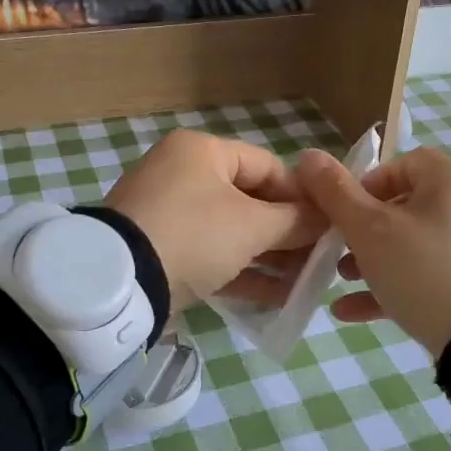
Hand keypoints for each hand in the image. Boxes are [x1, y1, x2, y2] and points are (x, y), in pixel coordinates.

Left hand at [105, 130, 324, 307]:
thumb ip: (295, 221)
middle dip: (287, 234)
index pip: (268, 167)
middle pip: (251, 202)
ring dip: (269, 258)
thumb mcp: (253, 226)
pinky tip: (276, 298)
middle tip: (318, 261)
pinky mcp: (161, 251)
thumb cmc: (195, 234)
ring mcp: (169, 214)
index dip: (303, 197)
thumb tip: (327, 219)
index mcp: (202, 152)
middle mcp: (183, 174)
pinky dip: (241, 273)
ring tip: (303, 284)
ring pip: (232, 233)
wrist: (120, 281)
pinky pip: (211, 256)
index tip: (329, 225)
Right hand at [296, 146, 450, 358]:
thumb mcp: (369, 230)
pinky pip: (429, 275)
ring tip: (342, 281)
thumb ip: (335, 192)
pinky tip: (352, 312)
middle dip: (362, 230)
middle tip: (337, 251)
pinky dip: (394, 286)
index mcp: (450, 180)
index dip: (365, 183)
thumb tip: (307, 156)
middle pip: (405, 207)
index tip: (341, 212)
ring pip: (413, 245)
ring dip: (372, 260)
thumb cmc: (423, 270)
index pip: (402, 163)